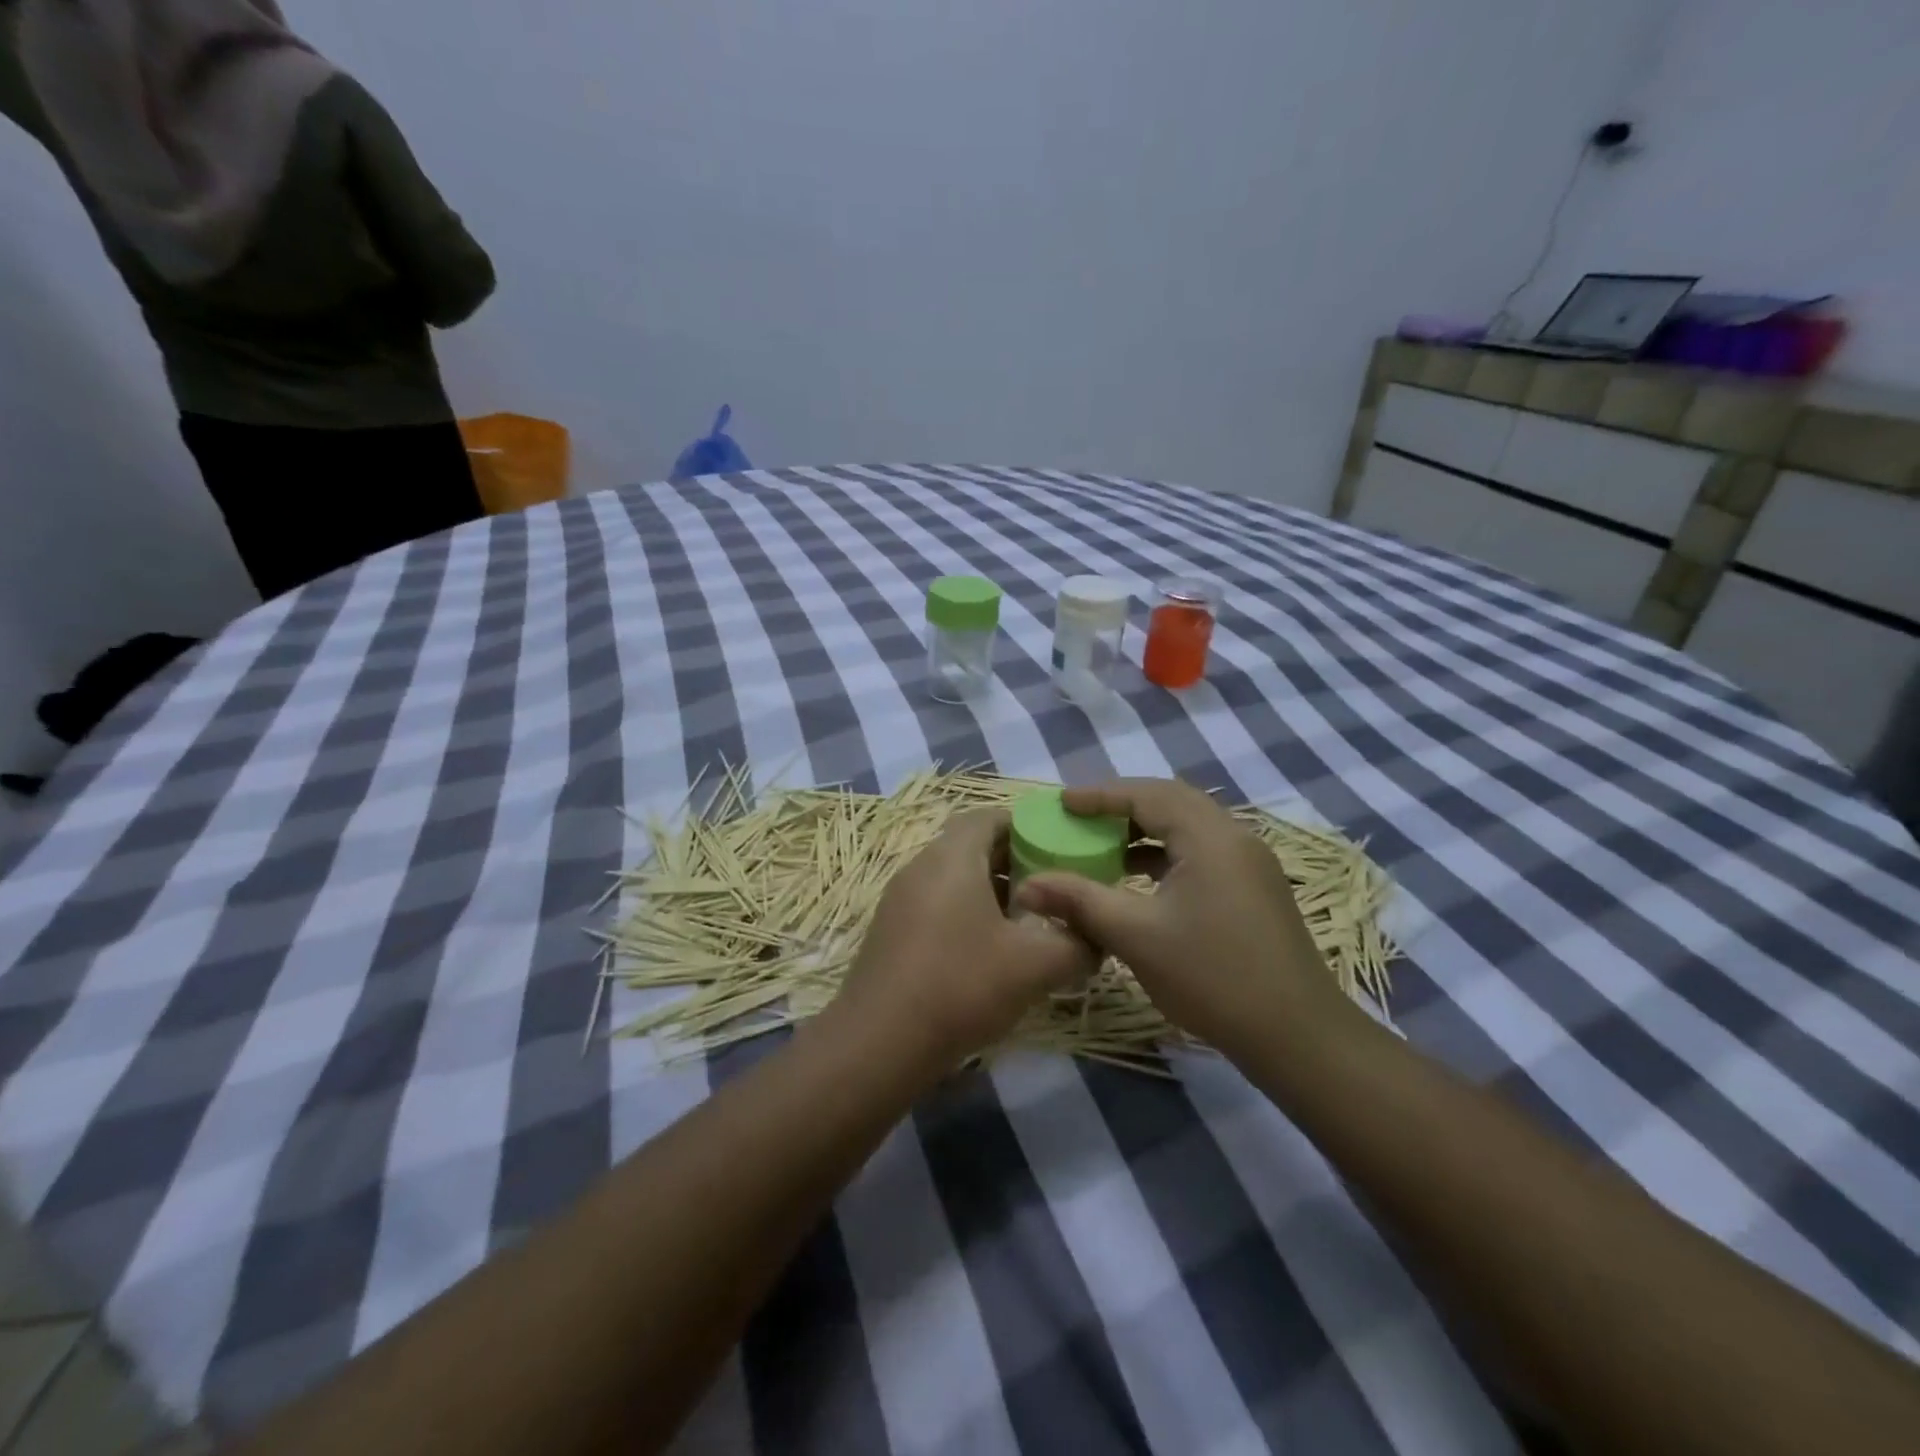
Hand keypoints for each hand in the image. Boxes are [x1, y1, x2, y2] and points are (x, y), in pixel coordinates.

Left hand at [828, 809, 1097, 1074]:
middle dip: (1014, 862)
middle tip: (1051, 890)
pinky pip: (936, 904)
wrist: (879, 1043)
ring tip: (1026, 924)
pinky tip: (988, 954)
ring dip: (991, 892)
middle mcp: (921, 867)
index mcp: (952, 857)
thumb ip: (1078, 944)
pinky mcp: (891, 931)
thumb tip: (1096, 937)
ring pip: (954, 878)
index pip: (989, 816)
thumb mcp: (1036, 965)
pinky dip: (966, 914)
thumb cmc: (961, 985)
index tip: (1057, 851)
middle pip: (972, 846)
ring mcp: (900, 899)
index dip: (1026, 826)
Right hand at [1013, 778, 1351, 1062]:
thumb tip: (1026, 887)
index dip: (1100, 795)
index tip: (1062, 802)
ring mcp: (1249, 863)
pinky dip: (1165, 854)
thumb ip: (1079, 902)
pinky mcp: (1254, 888)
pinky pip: (1201, 851)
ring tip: (1103, 847)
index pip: (1148, 794)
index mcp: (1209, 836)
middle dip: (1122, 806)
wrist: (1296, 1035)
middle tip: (1080, 818)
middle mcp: (1234, 837)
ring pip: (1188, 827)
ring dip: (1144, 830)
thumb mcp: (1136, 936)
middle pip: (1170, 801)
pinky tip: (1139, 880)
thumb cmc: (1212, 976)